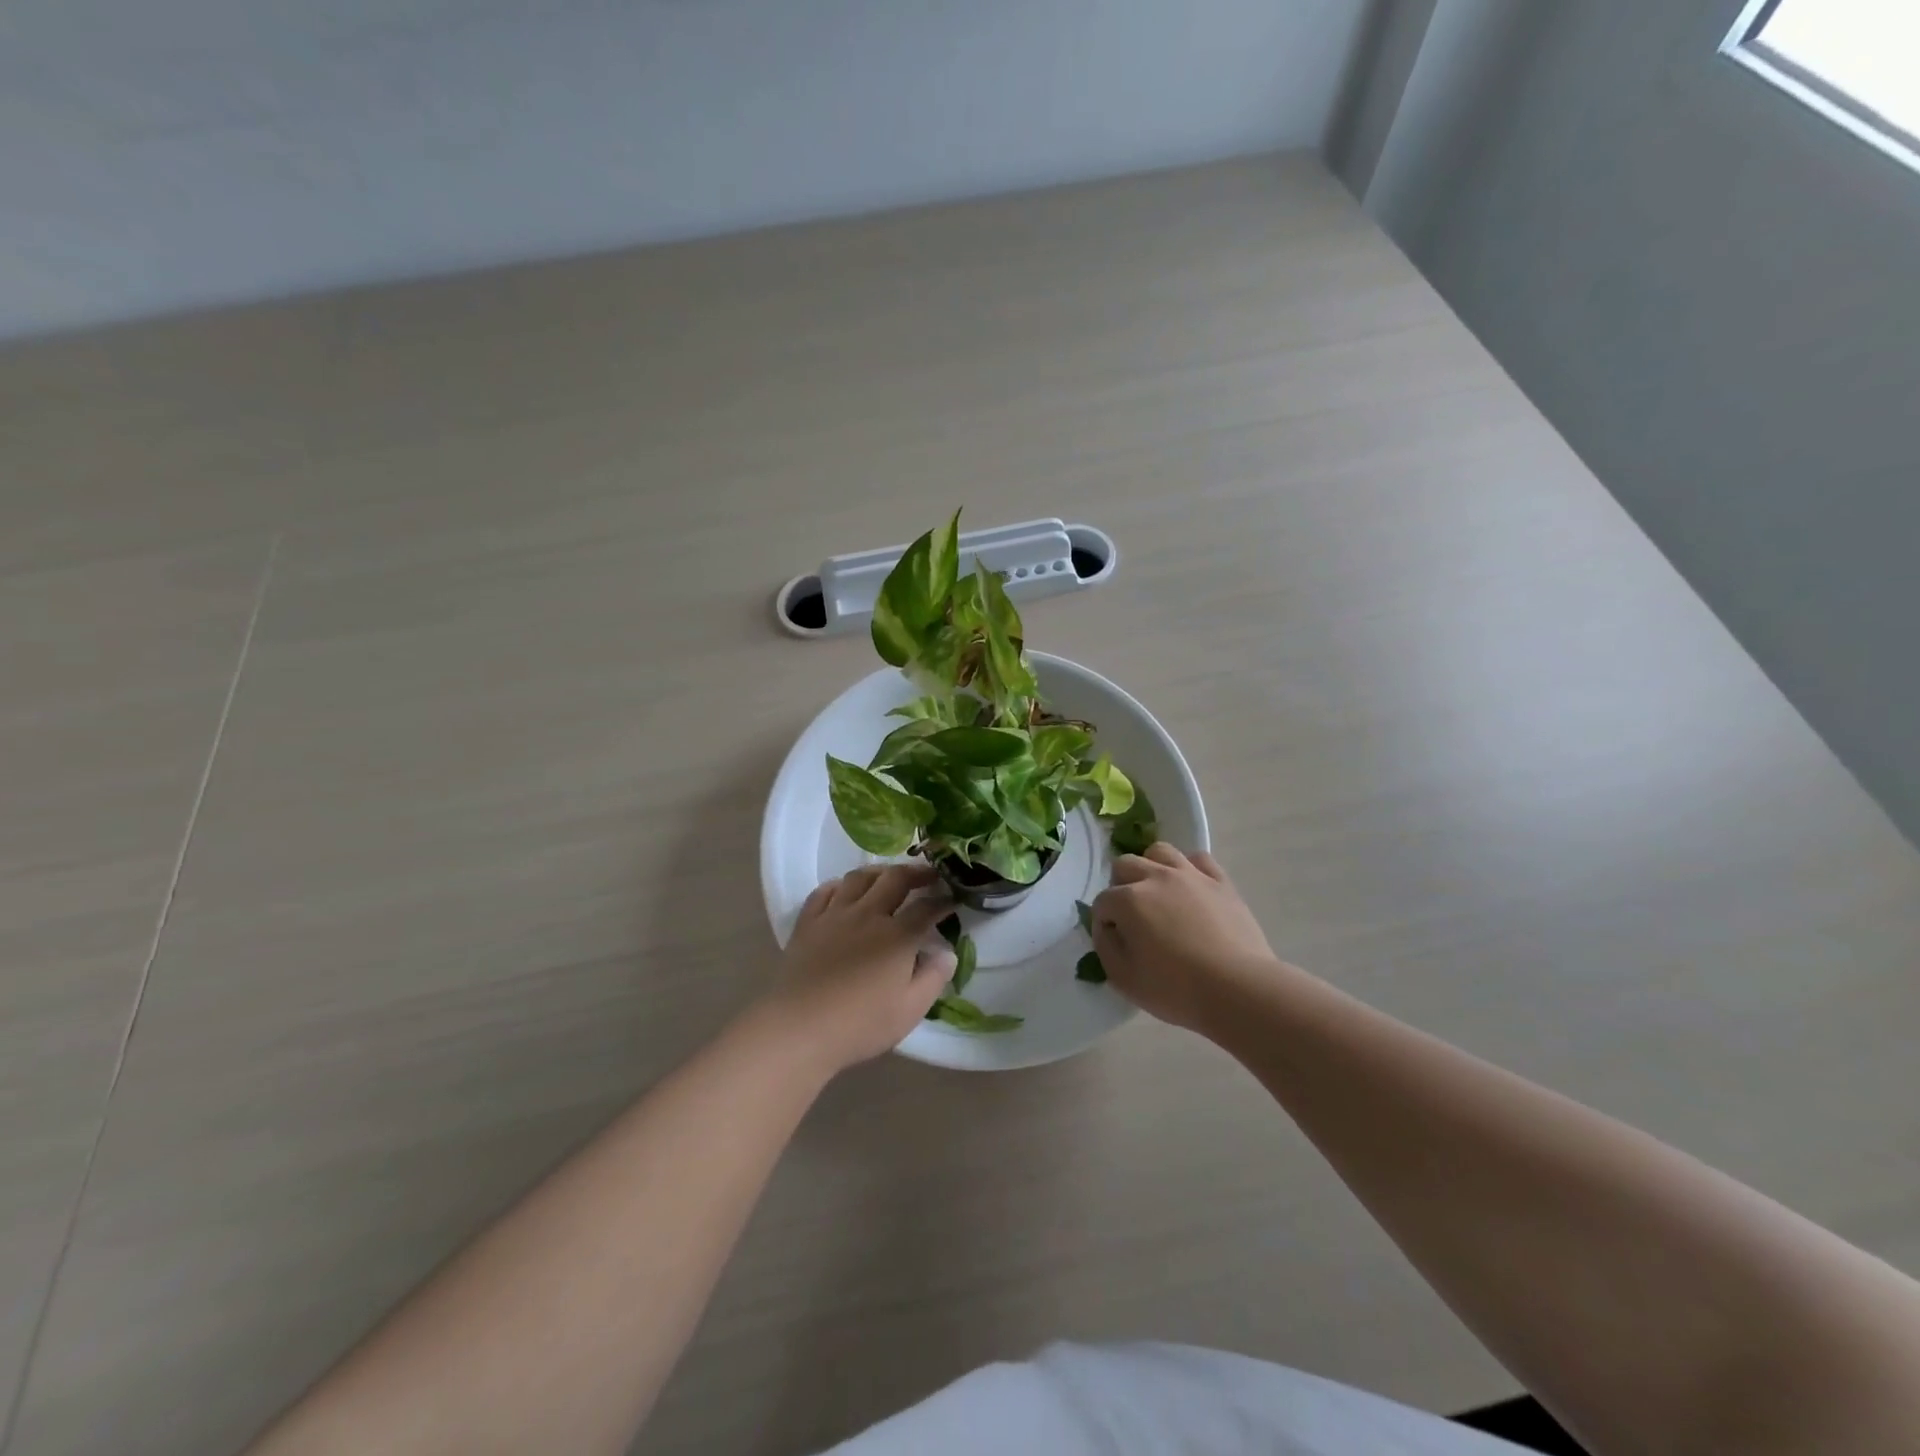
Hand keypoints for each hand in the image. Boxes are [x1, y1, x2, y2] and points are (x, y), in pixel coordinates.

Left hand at [758, 863, 955, 1076]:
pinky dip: (839, 885)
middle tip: (929, 875)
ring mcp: (834, 915)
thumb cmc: (860, 1024)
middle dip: (916, 872)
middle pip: (895, 879)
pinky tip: (845, 890)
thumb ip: (933, 978)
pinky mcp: (808, 923)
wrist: (798, 1028)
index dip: (943, 900)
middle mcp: (868, 915)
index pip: (926, 908)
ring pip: (859, 878)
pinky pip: (824, 892)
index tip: (953, 898)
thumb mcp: (910, 1010)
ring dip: (879, 872)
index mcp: (897, 936)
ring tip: (889, 877)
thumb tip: (947, 953)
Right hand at [1091, 844, 1280, 1032]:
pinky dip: (1189, 869)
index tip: (1115, 941)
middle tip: (1132, 916)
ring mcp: (1191, 875)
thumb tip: (1107, 927)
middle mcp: (1156, 877)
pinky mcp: (1220, 882)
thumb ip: (1105, 947)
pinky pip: (1199, 859)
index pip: (1102, 902)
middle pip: (1125, 865)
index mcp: (1128, 900)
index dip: (1103, 921)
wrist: (1238, 989)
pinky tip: (1190, 889)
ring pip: (1160, 852)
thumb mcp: (1123, 978)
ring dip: (1151, 868)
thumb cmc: (1176, 989)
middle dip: (1120, 886)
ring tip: (1158, 893)